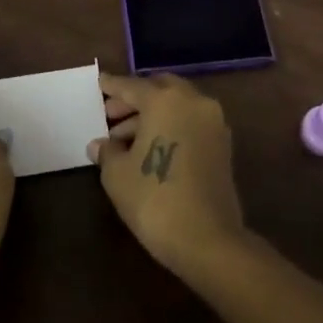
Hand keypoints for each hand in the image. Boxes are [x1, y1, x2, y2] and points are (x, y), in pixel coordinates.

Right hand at [88, 73, 246, 280]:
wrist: (208, 240)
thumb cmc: (154, 200)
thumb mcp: (118, 175)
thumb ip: (107, 151)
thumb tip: (100, 144)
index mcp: (165, 100)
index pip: (132, 86)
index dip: (112, 86)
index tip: (100, 82)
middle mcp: (193, 101)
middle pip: (159, 88)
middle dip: (135, 99)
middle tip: (111, 115)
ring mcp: (213, 121)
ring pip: (177, 105)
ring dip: (152, 114)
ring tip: (125, 139)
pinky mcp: (223, 144)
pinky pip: (191, 122)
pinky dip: (171, 125)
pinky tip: (151, 148)